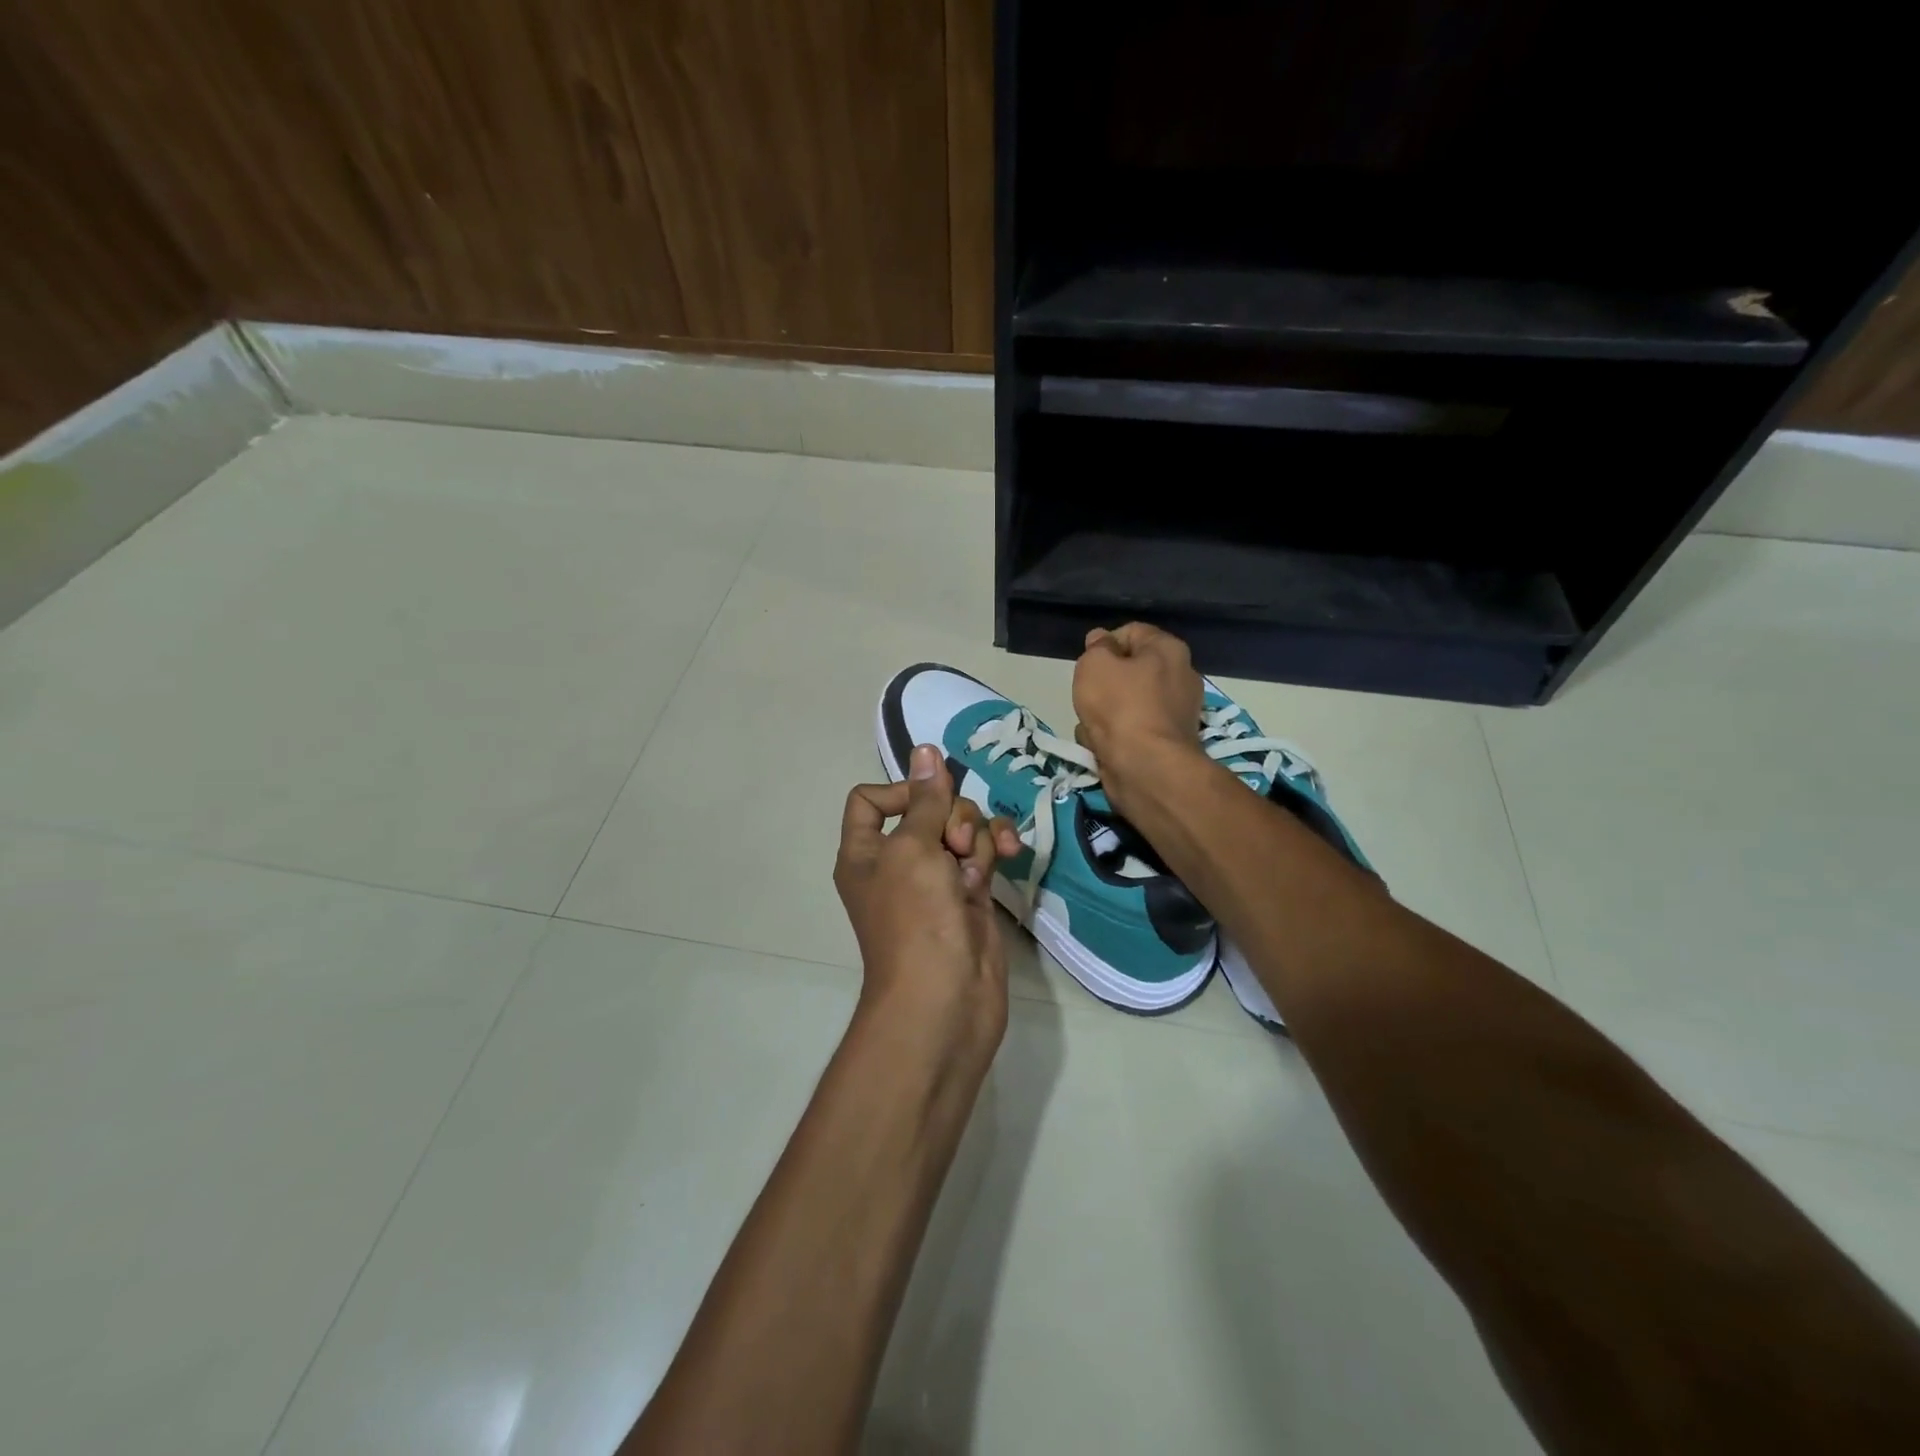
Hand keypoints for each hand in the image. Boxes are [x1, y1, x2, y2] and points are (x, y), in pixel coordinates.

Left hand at [834, 745, 1021, 1053]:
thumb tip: (925, 751)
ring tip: (981, 863)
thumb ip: (925, 799)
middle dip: (950, 816)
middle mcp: (898, 862)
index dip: (902, 791)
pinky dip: (996, 850)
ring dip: (977, 834)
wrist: (945, 999)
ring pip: (961, 828)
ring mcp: (937, 879)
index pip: (871, 799)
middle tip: (957, 845)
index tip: (929, 799)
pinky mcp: (970, 894)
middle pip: (926, 809)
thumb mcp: (913, 849)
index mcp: (865, 852)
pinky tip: (1010, 856)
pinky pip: (984, 853)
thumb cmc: (915, 919)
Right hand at [1072, 623, 1207, 809]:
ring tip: (1093, 726)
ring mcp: (1176, 713)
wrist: (1146, 767)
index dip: (1103, 644)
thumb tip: (1102, 640)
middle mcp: (1181, 676)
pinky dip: (1116, 737)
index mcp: (1169, 650)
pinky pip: (1132, 730)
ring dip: (1105, 714)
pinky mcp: (1168, 743)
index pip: (1131, 632)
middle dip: (1104, 684)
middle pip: (1130, 670)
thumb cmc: (1119, 706)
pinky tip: (1103, 746)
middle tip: (1088, 695)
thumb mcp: (1095, 664)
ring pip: (1127, 703)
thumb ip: (1097, 647)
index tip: (1086, 663)